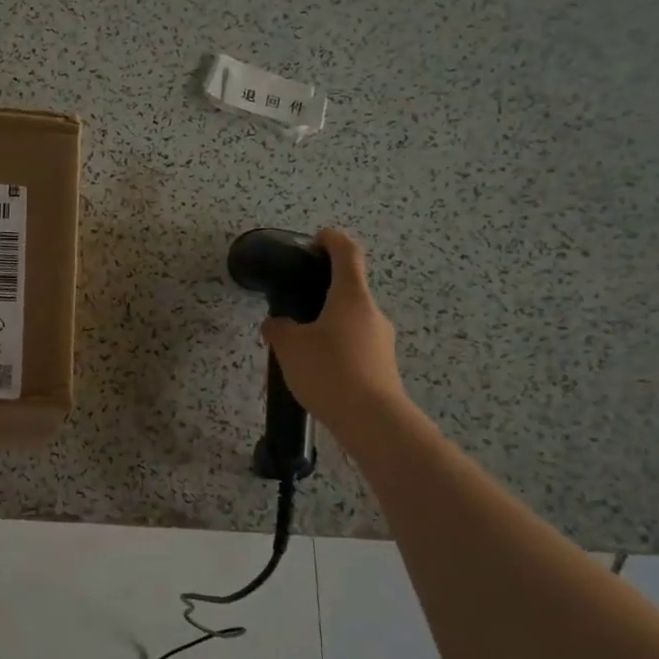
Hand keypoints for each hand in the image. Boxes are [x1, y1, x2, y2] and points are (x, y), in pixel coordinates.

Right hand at [260, 229, 411, 444]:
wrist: (372, 420)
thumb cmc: (329, 371)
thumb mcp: (289, 347)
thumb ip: (278, 329)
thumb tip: (277, 324)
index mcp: (351, 297)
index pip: (347, 254)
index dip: (332, 240)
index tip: (319, 237)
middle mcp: (371, 313)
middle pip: (348, 290)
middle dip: (322, 292)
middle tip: (293, 305)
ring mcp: (381, 340)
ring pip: (349, 321)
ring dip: (326, 324)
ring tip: (298, 344)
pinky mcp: (382, 365)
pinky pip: (353, 345)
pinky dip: (334, 347)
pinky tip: (315, 368)